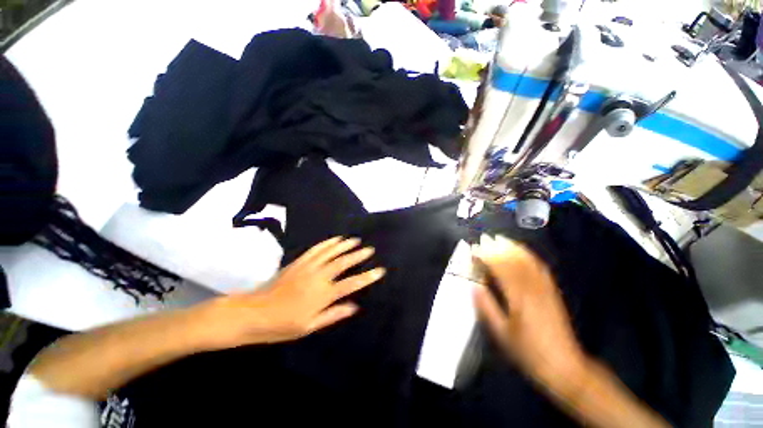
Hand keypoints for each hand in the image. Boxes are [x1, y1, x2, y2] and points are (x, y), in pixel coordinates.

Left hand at [194, 236, 385, 349]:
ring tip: (355, 240)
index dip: (367, 277)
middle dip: (358, 255)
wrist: (253, 313)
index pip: (351, 284)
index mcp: (323, 295)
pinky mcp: (298, 262)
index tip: (380, 270)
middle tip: (370, 249)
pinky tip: (335, 239)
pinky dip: (327, 243)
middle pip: (343, 263)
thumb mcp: (309, 327)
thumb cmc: (282, 325)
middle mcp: (318, 277)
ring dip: (344, 245)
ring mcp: (308, 267)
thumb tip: (354, 306)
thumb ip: (333, 314)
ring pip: (331, 252)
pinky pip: (316, 250)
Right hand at [472, 235, 586, 385]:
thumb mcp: (501, 332)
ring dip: (511, 247)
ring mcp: (544, 287)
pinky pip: (539, 266)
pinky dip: (527, 255)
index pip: (499, 268)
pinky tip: (521, 251)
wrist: (563, 365)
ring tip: (499, 239)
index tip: (473, 249)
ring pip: (527, 260)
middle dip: (497, 247)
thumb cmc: (527, 350)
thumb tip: (474, 285)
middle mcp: (532, 287)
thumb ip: (486, 306)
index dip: (485, 256)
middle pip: (513, 260)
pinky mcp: (551, 290)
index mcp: (518, 297)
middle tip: (483, 239)